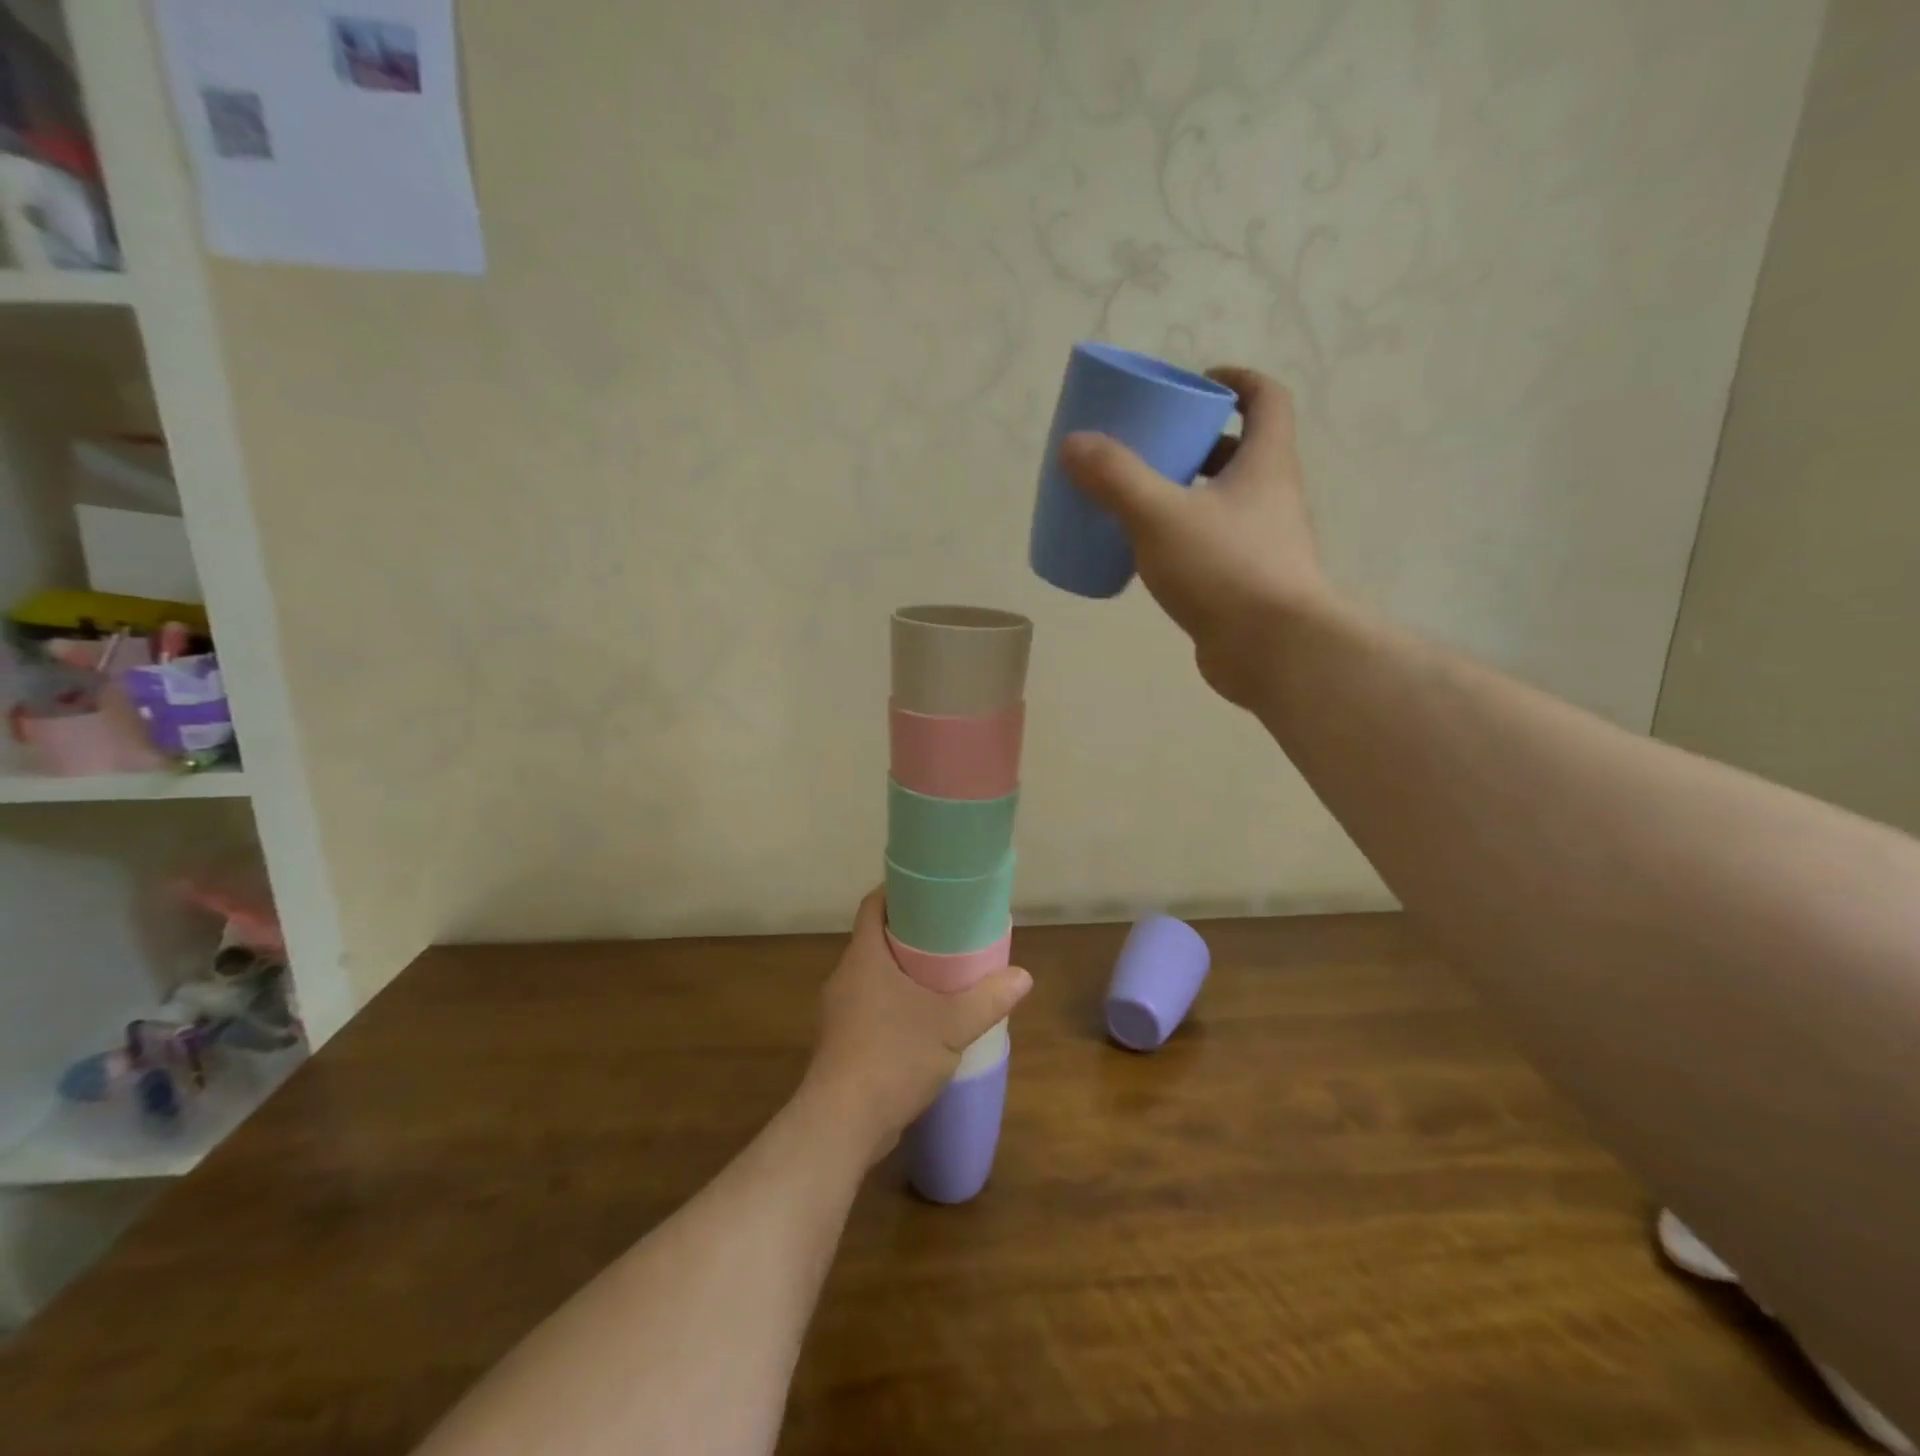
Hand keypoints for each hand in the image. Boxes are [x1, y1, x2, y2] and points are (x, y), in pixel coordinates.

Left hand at [803, 889, 1031, 1164]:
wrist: (841, 1125)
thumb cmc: (892, 1057)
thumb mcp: (951, 1025)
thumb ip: (988, 999)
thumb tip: (1023, 976)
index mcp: (863, 957)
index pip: (873, 905)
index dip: (897, 892)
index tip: (928, 891)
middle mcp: (845, 977)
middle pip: (875, 939)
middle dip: (909, 935)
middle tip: (948, 935)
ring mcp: (839, 1013)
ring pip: (873, 977)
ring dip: (903, 973)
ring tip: (942, 978)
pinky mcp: (842, 1044)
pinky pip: (870, 1009)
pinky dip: (894, 1005)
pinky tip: (922, 1023)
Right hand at [1060, 366, 1329, 708]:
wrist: (1271, 650)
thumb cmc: (1225, 568)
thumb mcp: (1159, 515)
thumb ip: (1115, 478)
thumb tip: (1074, 445)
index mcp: (1265, 464)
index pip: (1266, 400)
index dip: (1238, 381)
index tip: (1200, 381)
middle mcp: (1271, 497)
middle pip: (1240, 452)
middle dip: (1198, 442)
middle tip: (1153, 445)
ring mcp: (1262, 544)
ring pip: (1223, 503)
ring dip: (1187, 493)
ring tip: (1139, 498)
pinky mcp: (1245, 584)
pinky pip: (1211, 545)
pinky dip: (1182, 539)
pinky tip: (1146, 554)